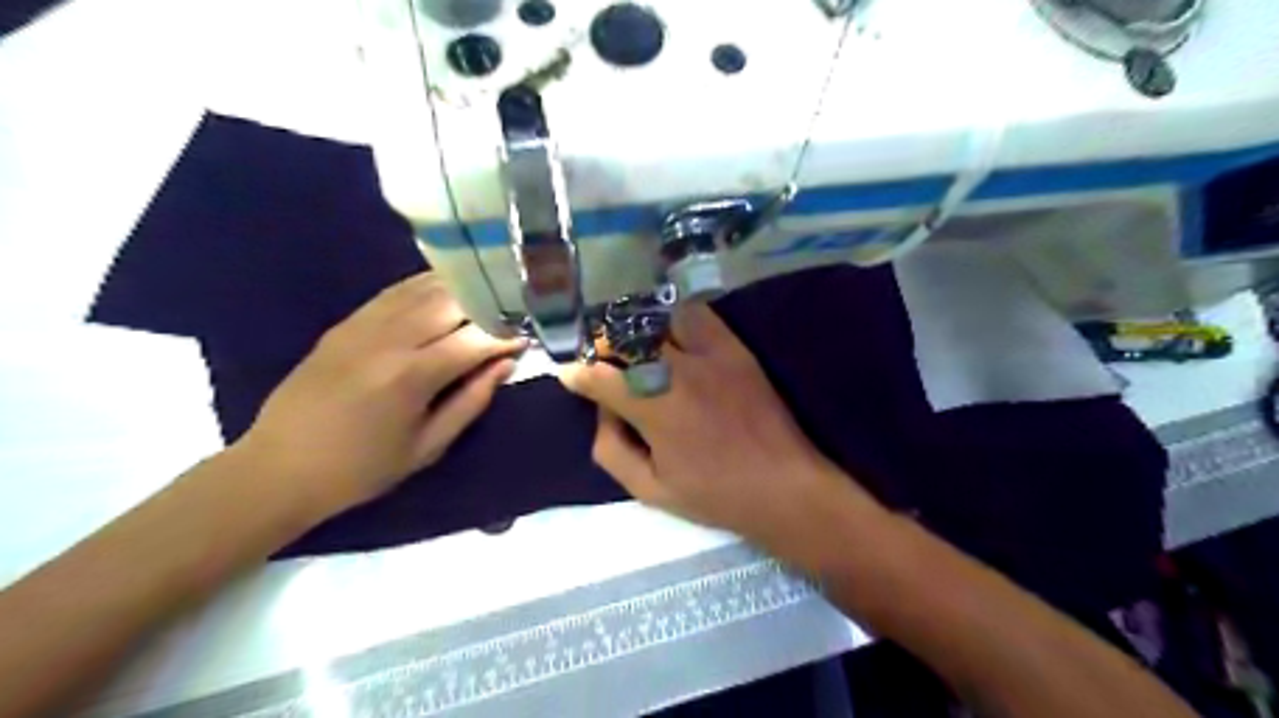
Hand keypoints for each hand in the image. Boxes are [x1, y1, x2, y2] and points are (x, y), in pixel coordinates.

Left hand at [240, 273, 523, 517]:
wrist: (278, 468)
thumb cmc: (362, 469)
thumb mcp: (428, 446)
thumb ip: (472, 401)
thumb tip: (506, 364)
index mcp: (411, 376)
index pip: (474, 339)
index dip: (507, 335)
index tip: (530, 336)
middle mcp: (389, 339)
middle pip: (452, 302)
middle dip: (489, 304)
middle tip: (514, 310)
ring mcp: (363, 325)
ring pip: (423, 289)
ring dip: (461, 288)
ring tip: (489, 293)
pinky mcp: (345, 323)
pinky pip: (393, 292)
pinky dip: (425, 285)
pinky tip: (446, 286)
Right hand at [558, 300, 863, 543]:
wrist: (783, 485)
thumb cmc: (714, 494)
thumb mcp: (650, 490)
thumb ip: (611, 450)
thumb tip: (601, 412)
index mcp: (653, 409)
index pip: (600, 376)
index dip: (577, 374)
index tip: (569, 376)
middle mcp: (678, 371)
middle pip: (626, 337)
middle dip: (603, 346)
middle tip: (601, 360)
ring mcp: (710, 354)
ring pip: (659, 318)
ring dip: (638, 327)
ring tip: (634, 344)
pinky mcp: (735, 348)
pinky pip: (699, 315)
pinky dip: (676, 318)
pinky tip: (672, 334)